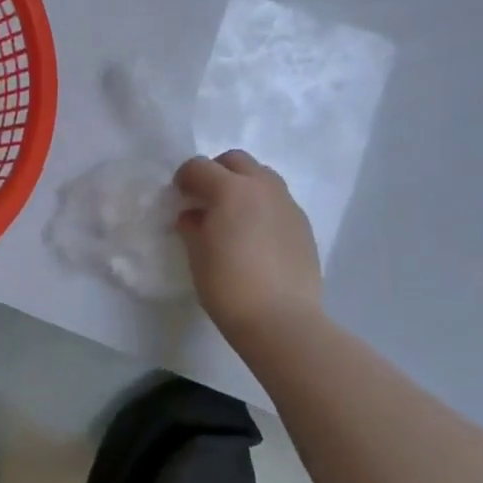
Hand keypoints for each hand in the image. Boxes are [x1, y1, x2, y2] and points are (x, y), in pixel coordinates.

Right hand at [175, 150, 325, 358]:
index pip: (199, 167)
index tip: (179, 197)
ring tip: (234, 214)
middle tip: (205, 199)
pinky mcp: (303, 225)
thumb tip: (193, 215)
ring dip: (243, 185)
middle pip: (236, 161)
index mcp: (231, 189)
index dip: (184, 179)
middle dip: (216, 172)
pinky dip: (263, 206)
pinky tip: (256, 235)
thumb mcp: (197, 255)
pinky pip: (278, 201)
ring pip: (262, 176)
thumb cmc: (229, 286)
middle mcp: (262, 187)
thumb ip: (192, 225)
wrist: (283, 321)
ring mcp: (287, 204)